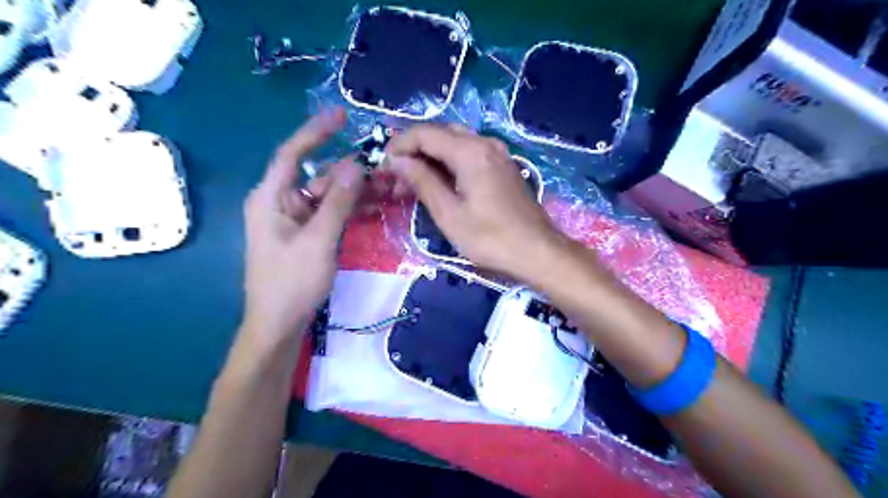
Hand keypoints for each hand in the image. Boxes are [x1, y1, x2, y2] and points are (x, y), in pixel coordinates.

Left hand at [242, 108, 362, 341]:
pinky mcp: (308, 235)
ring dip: (356, 192)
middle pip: (318, 177)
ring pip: (328, 196)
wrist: (280, 324)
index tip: (341, 115)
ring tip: (387, 189)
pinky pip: (331, 214)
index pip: (292, 154)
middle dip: (350, 172)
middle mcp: (281, 203)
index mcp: (271, 198)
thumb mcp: (318, 240)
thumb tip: (356, 166)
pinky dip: (351, 210)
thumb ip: (337, 202)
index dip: (316, 132)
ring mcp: (296, 220)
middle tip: (384, 168)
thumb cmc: (292, 282)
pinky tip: (375, 207)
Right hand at [386, 122, 563, 281]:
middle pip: (440, 134)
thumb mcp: (450, 214)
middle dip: (413, 152)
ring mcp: (497, 154)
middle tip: (396, 179)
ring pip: (454, 143)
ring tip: (412, 185)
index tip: (382, 165)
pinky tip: (439, 184)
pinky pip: (469, 155)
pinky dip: (449, 164)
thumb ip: (423, 181)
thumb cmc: (491, 238)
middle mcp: (485, 143)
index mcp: (470, 151)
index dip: (399, 145)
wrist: (538, 252)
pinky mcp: (503, 167)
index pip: (424, 133)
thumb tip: (397, 160)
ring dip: (430, 158)